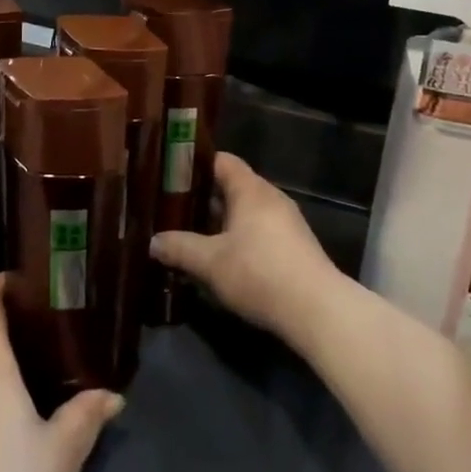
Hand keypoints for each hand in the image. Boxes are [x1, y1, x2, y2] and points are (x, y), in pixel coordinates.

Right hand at [150, 152, 341, 342]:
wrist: (318, 310)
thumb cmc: (259, 273)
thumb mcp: (210, 262)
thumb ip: (179, 248)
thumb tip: (152, 242)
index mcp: (250, 189)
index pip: (221, 161)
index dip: (195, 164)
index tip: (170, 175)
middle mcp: (270, 198)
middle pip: (233, 186)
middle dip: (203, 198)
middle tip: (172, 209)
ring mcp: (287, 223)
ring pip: (246, 212)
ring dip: (221, 222)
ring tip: (192, 235)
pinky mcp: (295, 247)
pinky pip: (259, 231)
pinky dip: (239, 238)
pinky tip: (222, 259)